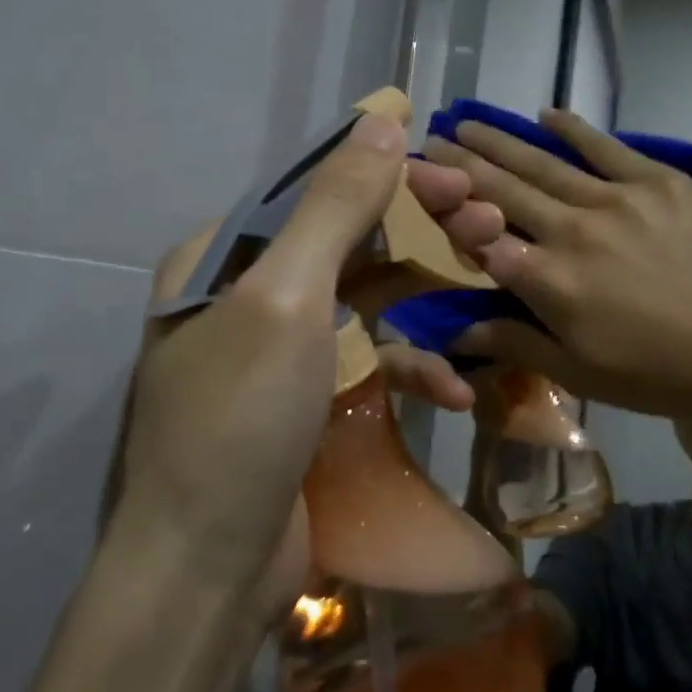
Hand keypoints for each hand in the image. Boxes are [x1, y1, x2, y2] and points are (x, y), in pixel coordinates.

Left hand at [116, 122, 500, 618]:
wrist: (206, 572)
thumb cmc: (240, 419)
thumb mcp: (286, 298)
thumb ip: (335, 206)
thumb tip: (380, 119)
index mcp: (222, 258)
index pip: (315, 191)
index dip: (388, 176)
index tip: (457, 178)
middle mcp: (243, 295)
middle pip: (344, 242)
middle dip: (417, 232)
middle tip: (485, 222)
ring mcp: (275, 354)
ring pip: (361, 302)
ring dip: (423, 299)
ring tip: (485, 290)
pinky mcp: (303, 405)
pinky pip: (363, 365)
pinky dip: (407, 368)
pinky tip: (454, 388)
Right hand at [425, 110, 691, 424]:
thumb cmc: (662, 371)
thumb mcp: (581, 373)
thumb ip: (516, 342)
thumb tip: (455, 331)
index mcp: (547, 279)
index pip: (480, 236)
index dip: (445, 209)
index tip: (419, 185)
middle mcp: (571, 229)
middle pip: (503, 190)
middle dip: (462, 163)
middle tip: (432, 138)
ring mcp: (616, 199)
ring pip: (544, 163)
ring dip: (501, 141)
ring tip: (468, 120)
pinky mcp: (659, 182)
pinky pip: (607, 149)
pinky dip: (574, 130)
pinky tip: (547, 114)